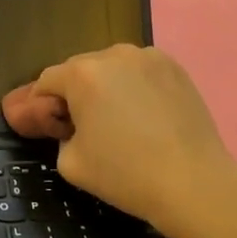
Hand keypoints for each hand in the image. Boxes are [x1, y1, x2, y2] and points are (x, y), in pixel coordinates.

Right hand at [1, 44, 236, 237]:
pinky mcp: (174, 67)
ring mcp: (147, 57)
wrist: (193, 183)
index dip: (44, 105)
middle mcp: (112, 54)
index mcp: (82, 74)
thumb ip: (58, 135)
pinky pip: (141, 71)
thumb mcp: (70, 163)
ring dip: (108, 87)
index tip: (55, 129)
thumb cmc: (125, 174)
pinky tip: (147, 115)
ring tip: (121, 120)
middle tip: (87, 127)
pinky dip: (136, 86)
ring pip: (113, 68)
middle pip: (80, 70)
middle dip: (77, 94)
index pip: (47, 81)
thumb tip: (70, 126)